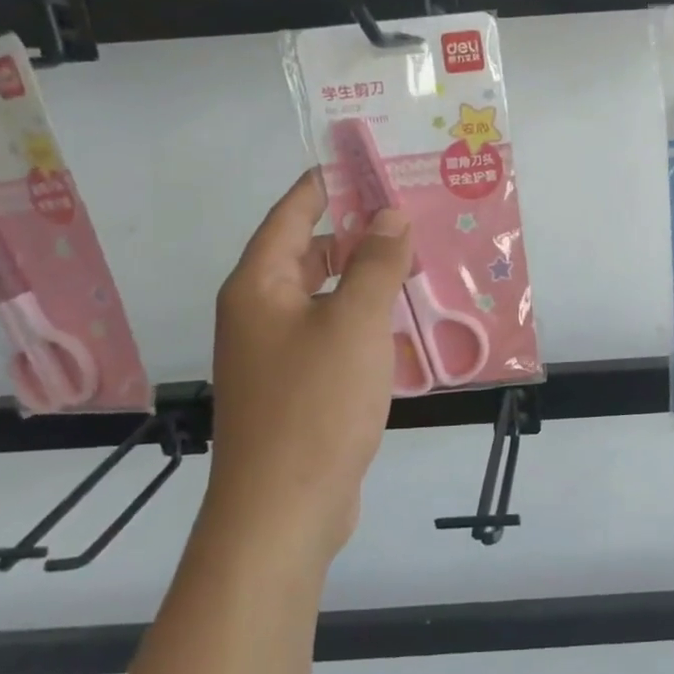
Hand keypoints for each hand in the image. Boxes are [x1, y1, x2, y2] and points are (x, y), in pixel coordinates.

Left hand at [207, 171, 410, 566]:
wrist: (283, 510)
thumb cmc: (315, 404)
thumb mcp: (354, 322)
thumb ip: (375, 263)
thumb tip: (390, 216)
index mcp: (258, 285)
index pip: (292, 213)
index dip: (329, 184)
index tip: (370, 163)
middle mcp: (258, 312)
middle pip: (306, 251)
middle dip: (357, 232)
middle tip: (411, 216)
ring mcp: (275, 353)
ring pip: (323, 295)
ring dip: (364, 278)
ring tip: (416, 262)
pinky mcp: (296, 386)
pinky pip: (331, 333)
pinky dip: (362, 318)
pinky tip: (402, 321)